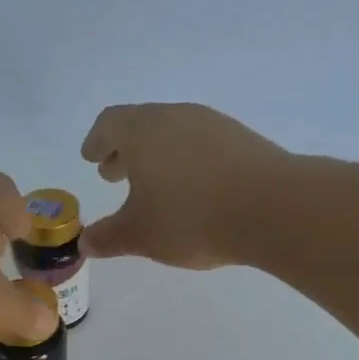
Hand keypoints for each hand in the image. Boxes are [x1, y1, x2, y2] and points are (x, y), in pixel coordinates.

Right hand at [80, 103, 293, 267]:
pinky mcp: (242, 140)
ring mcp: (213, 125)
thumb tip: (85, 242)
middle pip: (142, 125)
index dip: (96, 141)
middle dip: (124, 150)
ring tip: (152, 186)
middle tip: (113, 173)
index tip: (91, 157)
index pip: (109, 123)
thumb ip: (108, 237)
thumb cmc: (190, 217)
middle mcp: (176, 117)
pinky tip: (190, 190)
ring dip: (156, 156)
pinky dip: (185, 162)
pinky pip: (201, 145)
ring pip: (173, 133)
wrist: (273, 209)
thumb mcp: (139, 235)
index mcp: (143, 131)